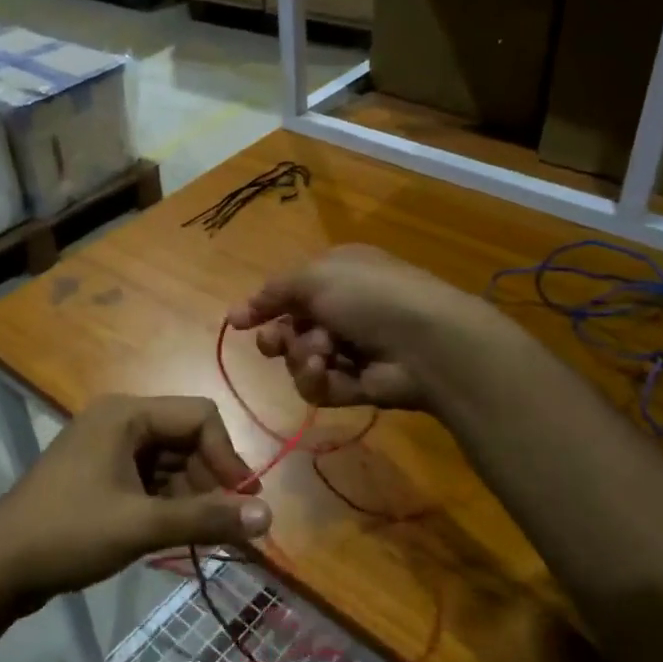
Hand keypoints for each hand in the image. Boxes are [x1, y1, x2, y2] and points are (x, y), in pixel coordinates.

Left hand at [0, 395, 271, 602]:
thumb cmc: (70, 533)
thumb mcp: (142, 525)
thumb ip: (206, 518)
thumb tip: (268, 517)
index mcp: (126, 414)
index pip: (199, 416)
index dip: (227, 456)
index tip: (241, 503)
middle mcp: (118, 421)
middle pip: (185, 438)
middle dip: (210, 479)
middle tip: (226, 526)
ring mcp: (106, 448)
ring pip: (169, 461)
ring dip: (191, 495)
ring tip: (203, 535)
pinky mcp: (99, 474)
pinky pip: (148, 478)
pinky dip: (168, 502)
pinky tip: (176, 533)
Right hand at [226, 245, 496, 410]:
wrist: (425, 341)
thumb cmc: (369, 295)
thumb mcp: (314, 277)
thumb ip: (273, 292)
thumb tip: (236, 313)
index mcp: (336, 275)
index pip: (290, 292)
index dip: (263, 307)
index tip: (237, 323)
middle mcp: (342, 310)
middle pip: (290, 330)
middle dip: (278, 337)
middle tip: (274, 343)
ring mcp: (351, 349)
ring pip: (300, 360)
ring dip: (302, 356)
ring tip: (319, 353)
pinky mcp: (357, 385)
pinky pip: (319, 386)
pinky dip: (317, 380)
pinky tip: (325, 370)